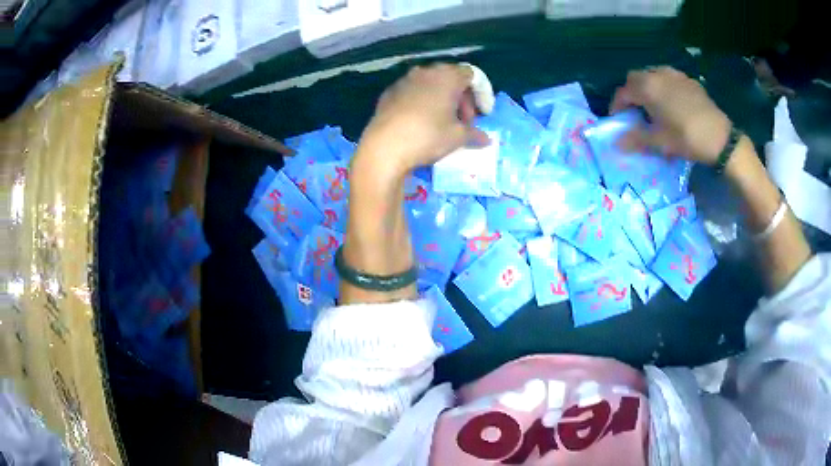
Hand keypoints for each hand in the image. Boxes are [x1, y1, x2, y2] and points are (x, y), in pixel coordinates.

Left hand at [356, 63, 489, 175]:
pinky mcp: (389, 93)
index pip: (472, 75)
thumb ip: (474, 134)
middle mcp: (426, 72)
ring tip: (444, 122)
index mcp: (447, 76)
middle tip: (465, 121)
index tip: (483, 114)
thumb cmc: (428, 137)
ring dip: (442, 99)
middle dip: (462, 98)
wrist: (384, 147)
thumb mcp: (457, 137)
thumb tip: (485, 139)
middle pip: (451, 78)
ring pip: (431, 84)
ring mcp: (405, 80)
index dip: (482, 93)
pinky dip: (423, 102)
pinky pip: (413, 92)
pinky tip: (422, 122)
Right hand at [610, 66, 731, 164]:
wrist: (720, 138)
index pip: (623, 92)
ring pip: (653, 75)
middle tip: (634, 110)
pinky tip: (672, 103)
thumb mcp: (660, 142)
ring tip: (653, 105)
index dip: (617, 105)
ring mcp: (676, 75)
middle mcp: (658, 75)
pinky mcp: (689, 81)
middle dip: (631, 92)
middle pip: (636, 78)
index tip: (617, 119)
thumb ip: (636, 139)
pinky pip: (670, 79)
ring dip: (648, 87)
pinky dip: (664, 87)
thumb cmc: (687, 138)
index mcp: (647, 87)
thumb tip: (617, 143)